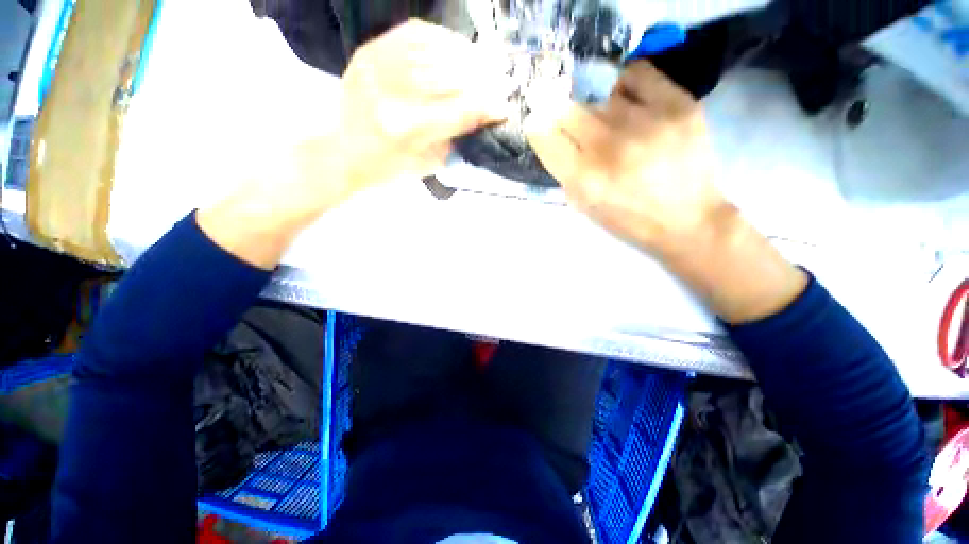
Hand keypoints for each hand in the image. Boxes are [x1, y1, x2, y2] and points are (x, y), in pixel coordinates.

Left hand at [327, 19, 510, 199]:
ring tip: (484, 63)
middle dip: (481, 78)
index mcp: (408, 131)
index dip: (486, 107)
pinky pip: (412, 34)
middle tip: (500, 80)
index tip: (504, 107)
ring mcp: (377, 67)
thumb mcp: (427, 164)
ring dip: (466, 56)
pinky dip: (440, 39)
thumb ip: (454, 138)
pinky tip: (455, 48)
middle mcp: (392, 94)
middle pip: (449, 76)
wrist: (344, 153)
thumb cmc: (388, 168)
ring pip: (434, 50)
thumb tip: (482, 115)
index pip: (459, 111)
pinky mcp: (369, 52)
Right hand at [525, 61, 726, 254]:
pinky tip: (626, 98)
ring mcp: (646, 122)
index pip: (544, 134)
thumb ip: (565, 172)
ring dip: (593, 106)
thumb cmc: (629, 219)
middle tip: (569, 120)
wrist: (688, 219)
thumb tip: (552, 136)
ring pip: (598, 93)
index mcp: (585, 178)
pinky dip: (625, 84)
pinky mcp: (678, 105)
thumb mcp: (585, 206)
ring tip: (604, 118)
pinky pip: (637, 74)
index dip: (538, 127)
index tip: (541, 125)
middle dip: (560, 114)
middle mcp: (610, 147)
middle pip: (566, 108)